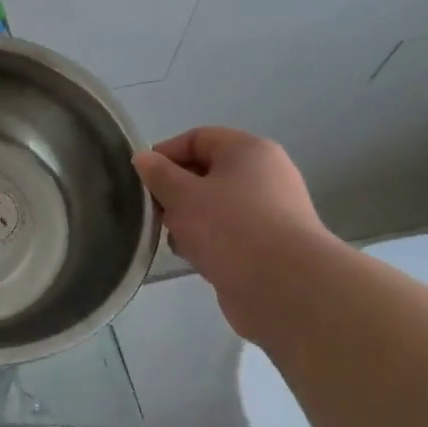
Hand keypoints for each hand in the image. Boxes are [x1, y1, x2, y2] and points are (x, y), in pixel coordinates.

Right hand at [133, 127, 344, 339]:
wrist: (285, 288)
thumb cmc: (229, 228)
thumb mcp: (181, 195)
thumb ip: (158, 174)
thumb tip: (142, 159)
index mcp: (248, 151)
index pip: (198, 138)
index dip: (165, 154)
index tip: (142, 181)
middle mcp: (265, 175)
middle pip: (206, 172)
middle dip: (175, 191)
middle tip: (155, 213)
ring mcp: (271, 211)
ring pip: (215, 205)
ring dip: (189, 220)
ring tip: (175, 240)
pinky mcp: (270, 245)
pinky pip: (229, 232)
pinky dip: (209, 241)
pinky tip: (195, 258)